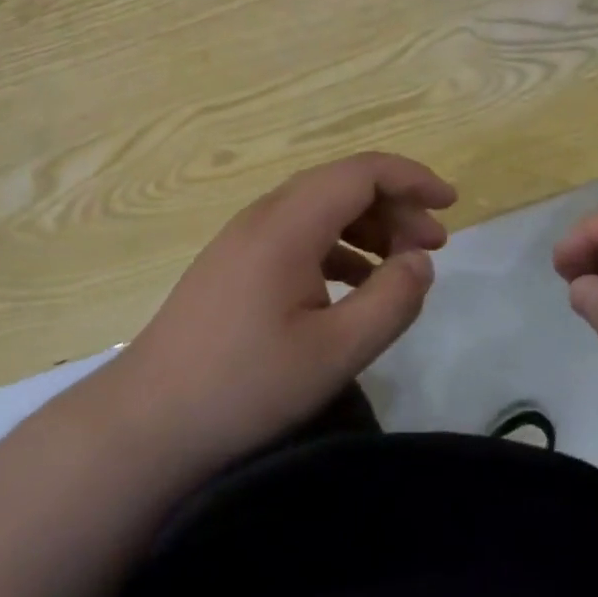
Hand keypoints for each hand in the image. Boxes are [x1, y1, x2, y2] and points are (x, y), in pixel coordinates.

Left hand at [117, 152, 455, 473]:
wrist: (146, 425)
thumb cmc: (244, 387)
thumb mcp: (334, 352)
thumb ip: (391, 301)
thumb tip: (420, 262)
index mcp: (288, 224)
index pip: (362, 172)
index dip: (412, 178)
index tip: (452, 203)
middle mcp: (264, 216)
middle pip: (342, 184)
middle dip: (395, 205)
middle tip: (434, 244)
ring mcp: (244, 239)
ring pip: (320, 209)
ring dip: (368, 226)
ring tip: (402, 264)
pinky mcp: (234, 265)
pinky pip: (299, 236)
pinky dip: (338, 248)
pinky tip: (355, 285)